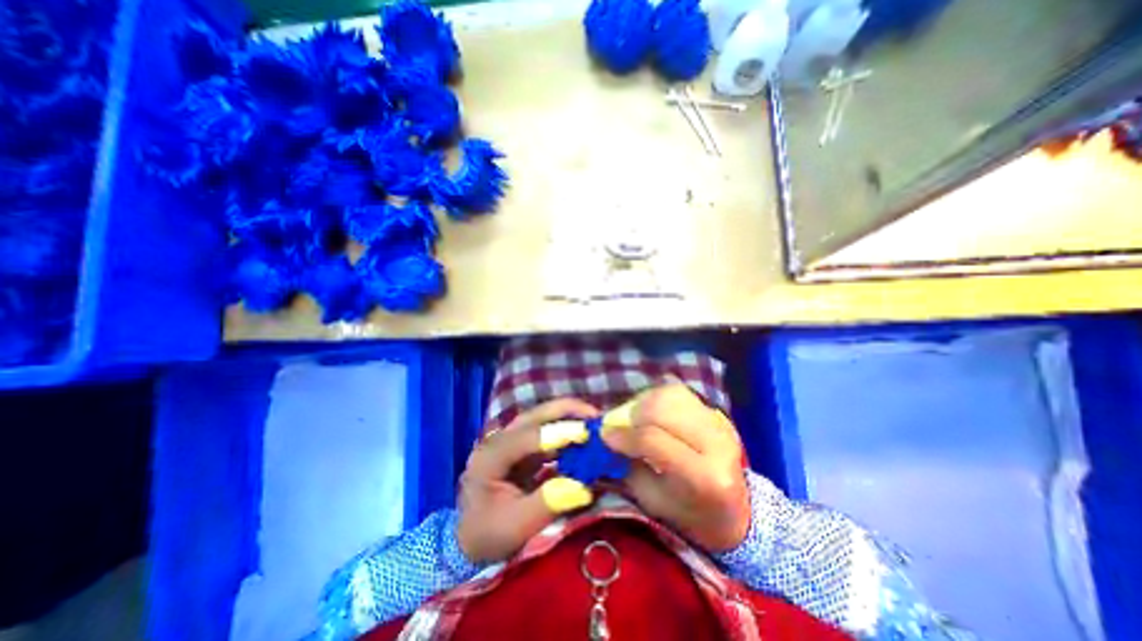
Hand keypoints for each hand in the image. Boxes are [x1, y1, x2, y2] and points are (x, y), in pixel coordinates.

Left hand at [456, 397, 601, 562]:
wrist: (474, 536)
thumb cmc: (489, 535)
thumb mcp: (515, 527)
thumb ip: (547, 504)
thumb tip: (583, 486)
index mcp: (490, 457)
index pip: (526, 437)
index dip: (557, 433)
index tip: (586, 433)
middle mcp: (498, 439)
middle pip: (534, 416)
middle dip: (566, 411)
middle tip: (596, 415)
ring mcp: (510, 439)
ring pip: (541, 418)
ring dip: (569, 417)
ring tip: (595, 422)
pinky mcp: (522, 445)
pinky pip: (547, 431)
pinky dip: (566, 430)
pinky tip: (584, 436)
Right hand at [600, 383, 750, 552]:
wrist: (735, 511)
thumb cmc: (689, 515)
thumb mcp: (652, 501)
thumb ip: (628, 466)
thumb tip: (606, 436)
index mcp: (705, 476)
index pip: (654, 440)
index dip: (624, 435)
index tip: (605, 435)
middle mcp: (717, 442)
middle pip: (662, 409)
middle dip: (632, 414)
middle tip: (618, 425)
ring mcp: (720, 422)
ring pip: (670, 394)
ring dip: (644, 403)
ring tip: (634, 419)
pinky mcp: (716, 411)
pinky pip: (679, 391)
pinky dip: (657, 397)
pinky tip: (651, 412)